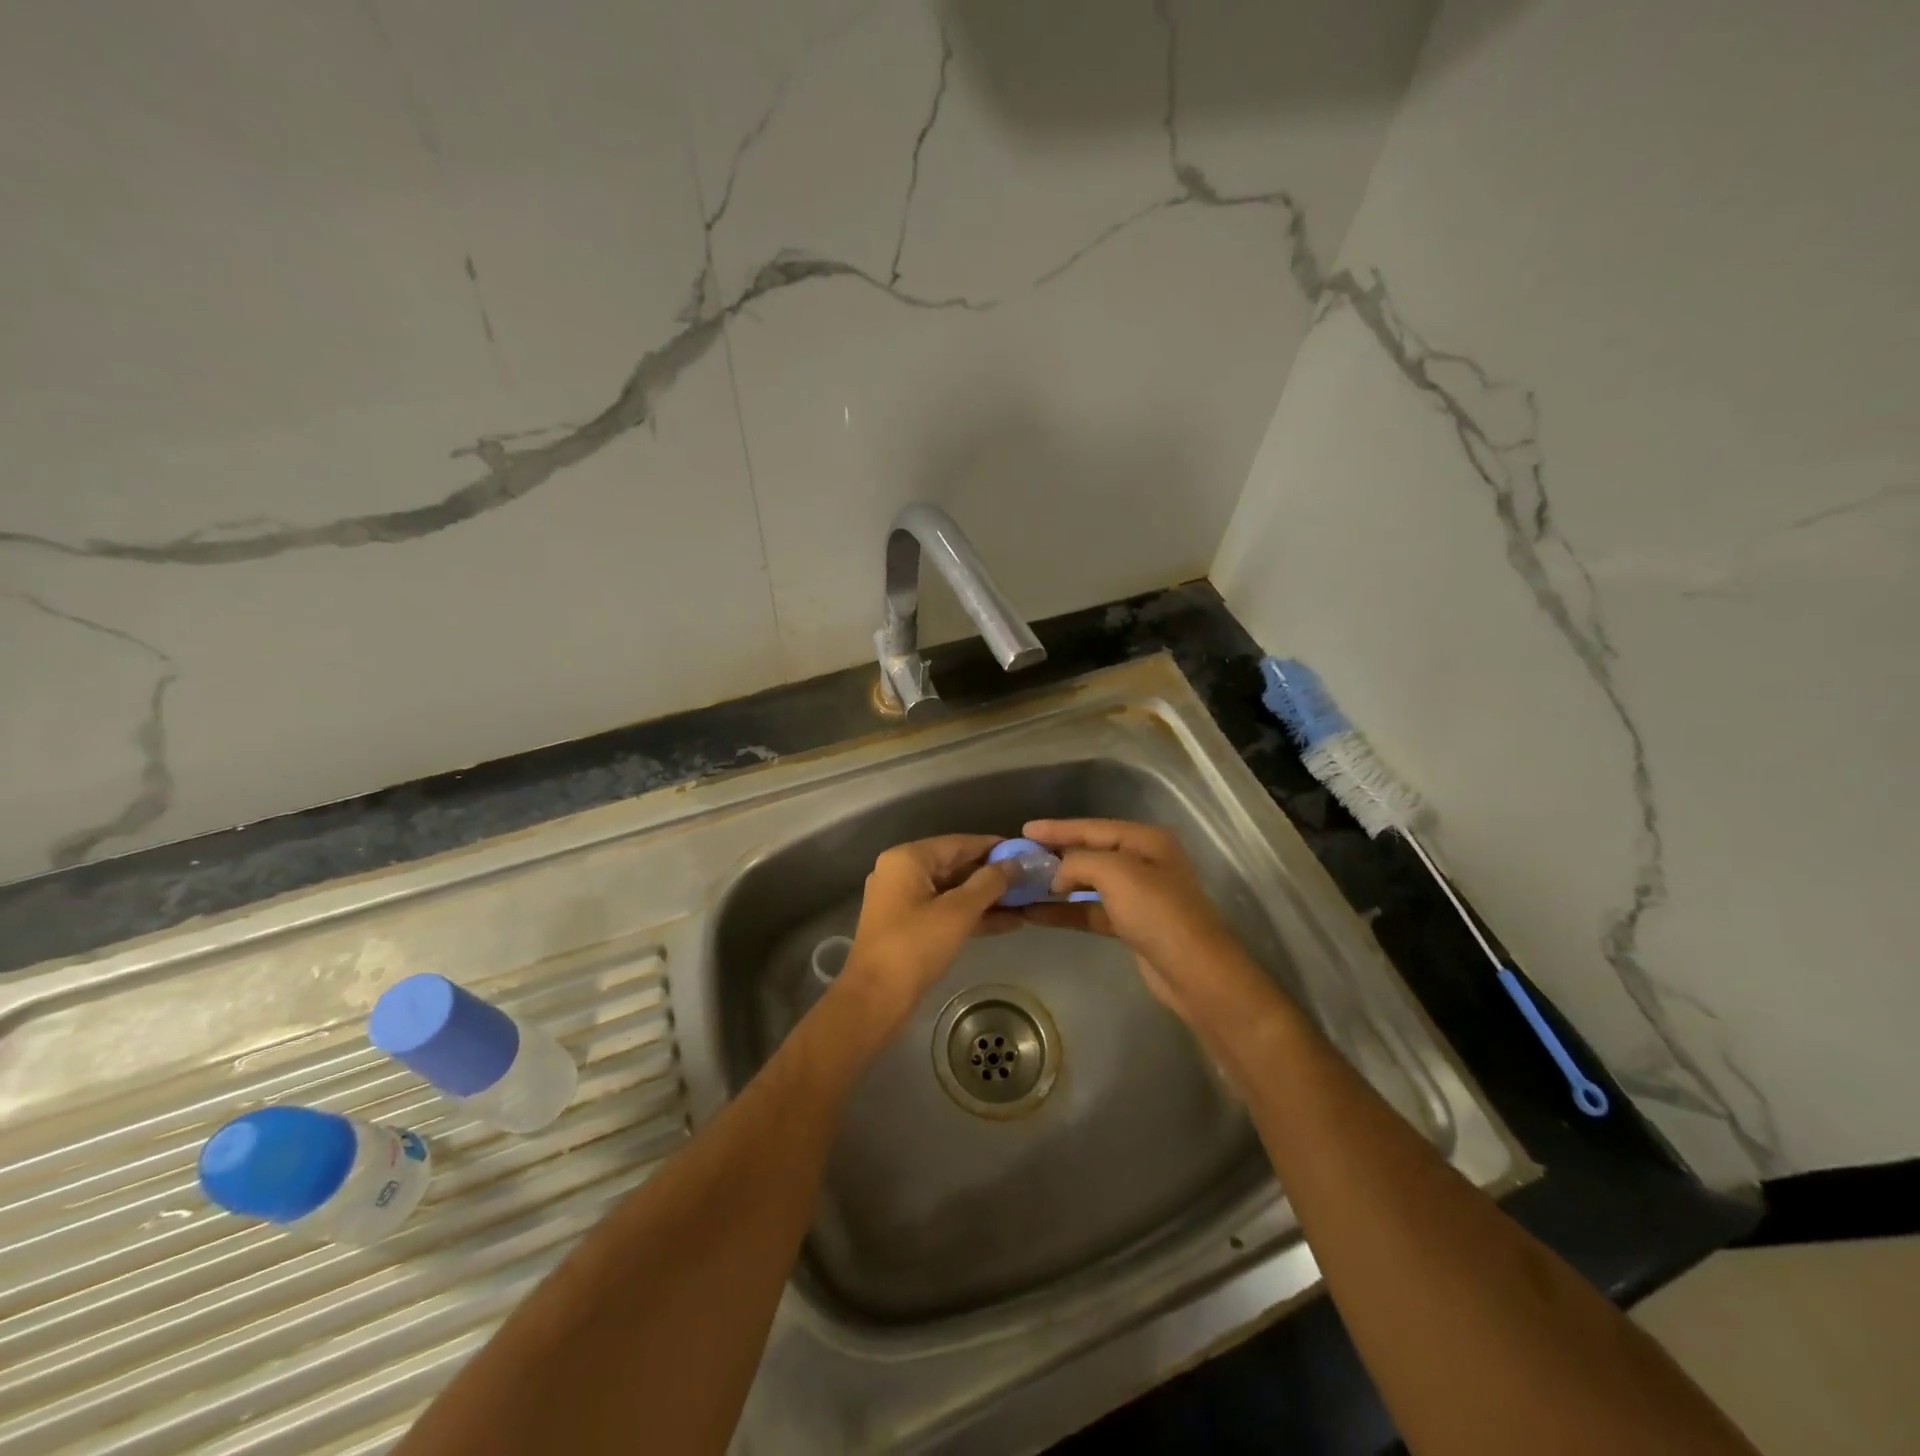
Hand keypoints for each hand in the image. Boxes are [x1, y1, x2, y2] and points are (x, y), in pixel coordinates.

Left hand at [831, 834, 1015, 1040]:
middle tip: (1029, 880)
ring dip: (986, 898)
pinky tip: (1007, 923)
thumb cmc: (915, 946)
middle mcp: (901, 872)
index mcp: (908, 859)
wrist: (874, 999)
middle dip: (992, 875)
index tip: (1025, 852)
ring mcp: (902, 900)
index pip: (959, 843)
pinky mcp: (907, 925)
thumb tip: (1015, 864)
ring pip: (952, 891)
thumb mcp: (958, 912)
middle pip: (955, 865)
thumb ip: (989, 883)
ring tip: (1025, 902)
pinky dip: (971, 915)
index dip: (993, 847)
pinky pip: (944, 910)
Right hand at [1018, 819, 1277, 1025]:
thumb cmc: (1157, 913)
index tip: (1024, 829)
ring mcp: (1138, 895)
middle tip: (1019, 856)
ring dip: (1056, 886)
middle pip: (1090, 852)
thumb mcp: (1116, 873)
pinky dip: (1066, 911)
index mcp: (1146, 840)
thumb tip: (1057, 874)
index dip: (1058, 828)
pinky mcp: (1131, 924)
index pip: (1093, 827)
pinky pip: (1090, 910)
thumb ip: (1079, 862)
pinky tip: (1037, 914)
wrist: (1194, 972)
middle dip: (1055, 855)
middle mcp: (1143, 862)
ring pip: (1088, 883)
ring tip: (1022, 885)